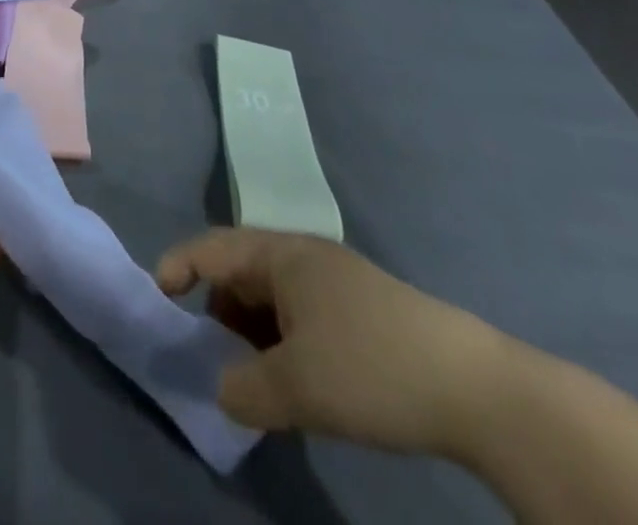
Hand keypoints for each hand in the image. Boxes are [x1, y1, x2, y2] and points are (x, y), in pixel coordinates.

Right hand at [156, 229, 506, 456]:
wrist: (478, 390)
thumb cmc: (372, 369)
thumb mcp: (297, 386)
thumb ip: (245, 389)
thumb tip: (224, 389)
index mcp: (282, 254)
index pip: (213, 247)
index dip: (180, 265)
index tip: (159, 295)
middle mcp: (306, 257)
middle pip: (243, 273)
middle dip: (221, 312)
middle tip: (216, 358)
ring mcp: (338, 283)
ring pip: (275, 299)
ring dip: (256, 334)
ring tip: (260, 382)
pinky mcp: (365, 312)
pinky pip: (304, 318)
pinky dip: (287, 345)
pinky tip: (302, 386)